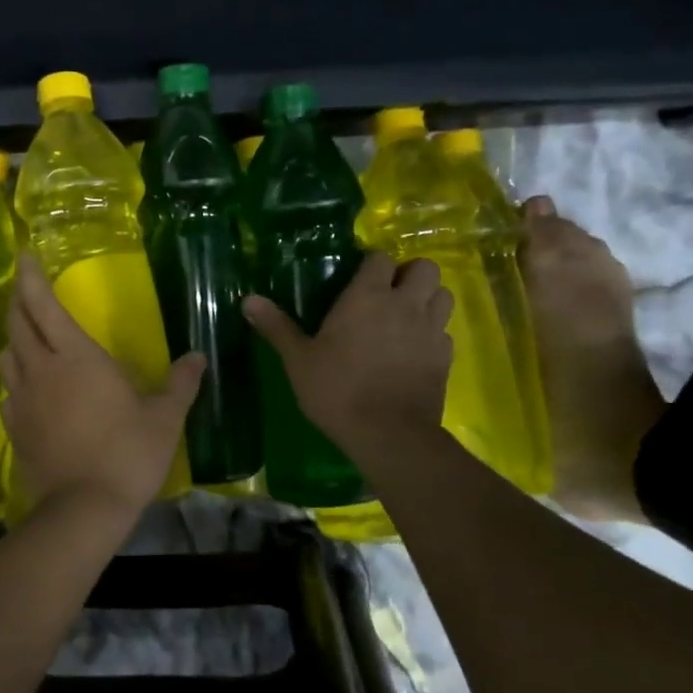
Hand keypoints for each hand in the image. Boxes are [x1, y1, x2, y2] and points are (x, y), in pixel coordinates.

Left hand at [0, 255, 205, 514]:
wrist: (84, 509)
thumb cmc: (128, 454)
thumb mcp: (164, 417)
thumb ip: (180, 383)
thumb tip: (198, 358)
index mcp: (76, 356)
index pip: (44, 305)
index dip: (31, 277)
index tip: (23, 255)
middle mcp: (41, 369)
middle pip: (18, 324)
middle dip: (19, 300)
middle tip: (24, 287)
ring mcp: (22, 400)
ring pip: (7, 355)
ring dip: (15, 339)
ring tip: (28, 337)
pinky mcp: (14, 428)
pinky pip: (8, 391)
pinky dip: (15, 378)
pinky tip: (29, 387)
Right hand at [243, 252, 452, 455]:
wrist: (388, 434)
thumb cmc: (338, 390)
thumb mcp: (298, 359)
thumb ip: (276, 326)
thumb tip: (247, 299)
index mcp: (367, 297)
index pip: (381, 258)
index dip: (373, 264)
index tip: (359, 278)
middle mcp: (405, 305)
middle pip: (425, 268)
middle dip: (410, 274)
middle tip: (389, 293)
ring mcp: (431, 330)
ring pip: (443, 295)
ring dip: (428, 299)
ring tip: (407, 316)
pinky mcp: (445, 358)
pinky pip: (445, 332)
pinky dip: (433, 333)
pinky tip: (415, 350)